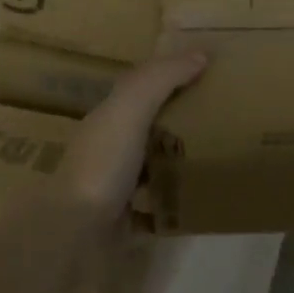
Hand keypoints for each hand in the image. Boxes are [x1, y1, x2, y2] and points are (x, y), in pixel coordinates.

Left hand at [54, 52, 206, 215]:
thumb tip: (201, 54)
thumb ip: (162, 79)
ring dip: (176, 159)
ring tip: (216, 153)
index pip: (141, 85)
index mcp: (109, 117)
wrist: (72, 238)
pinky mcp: (122, 223)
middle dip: (178, 117)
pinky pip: (154, 209)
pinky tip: (197, 200)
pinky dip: (172, 204)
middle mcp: (109, 148)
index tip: (208, 70)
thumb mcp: (131, 108)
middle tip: (221, 113)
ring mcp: (113, 188)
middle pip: (147, 124)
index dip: (170, 74)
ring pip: (150, 165)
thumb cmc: (102, 164)